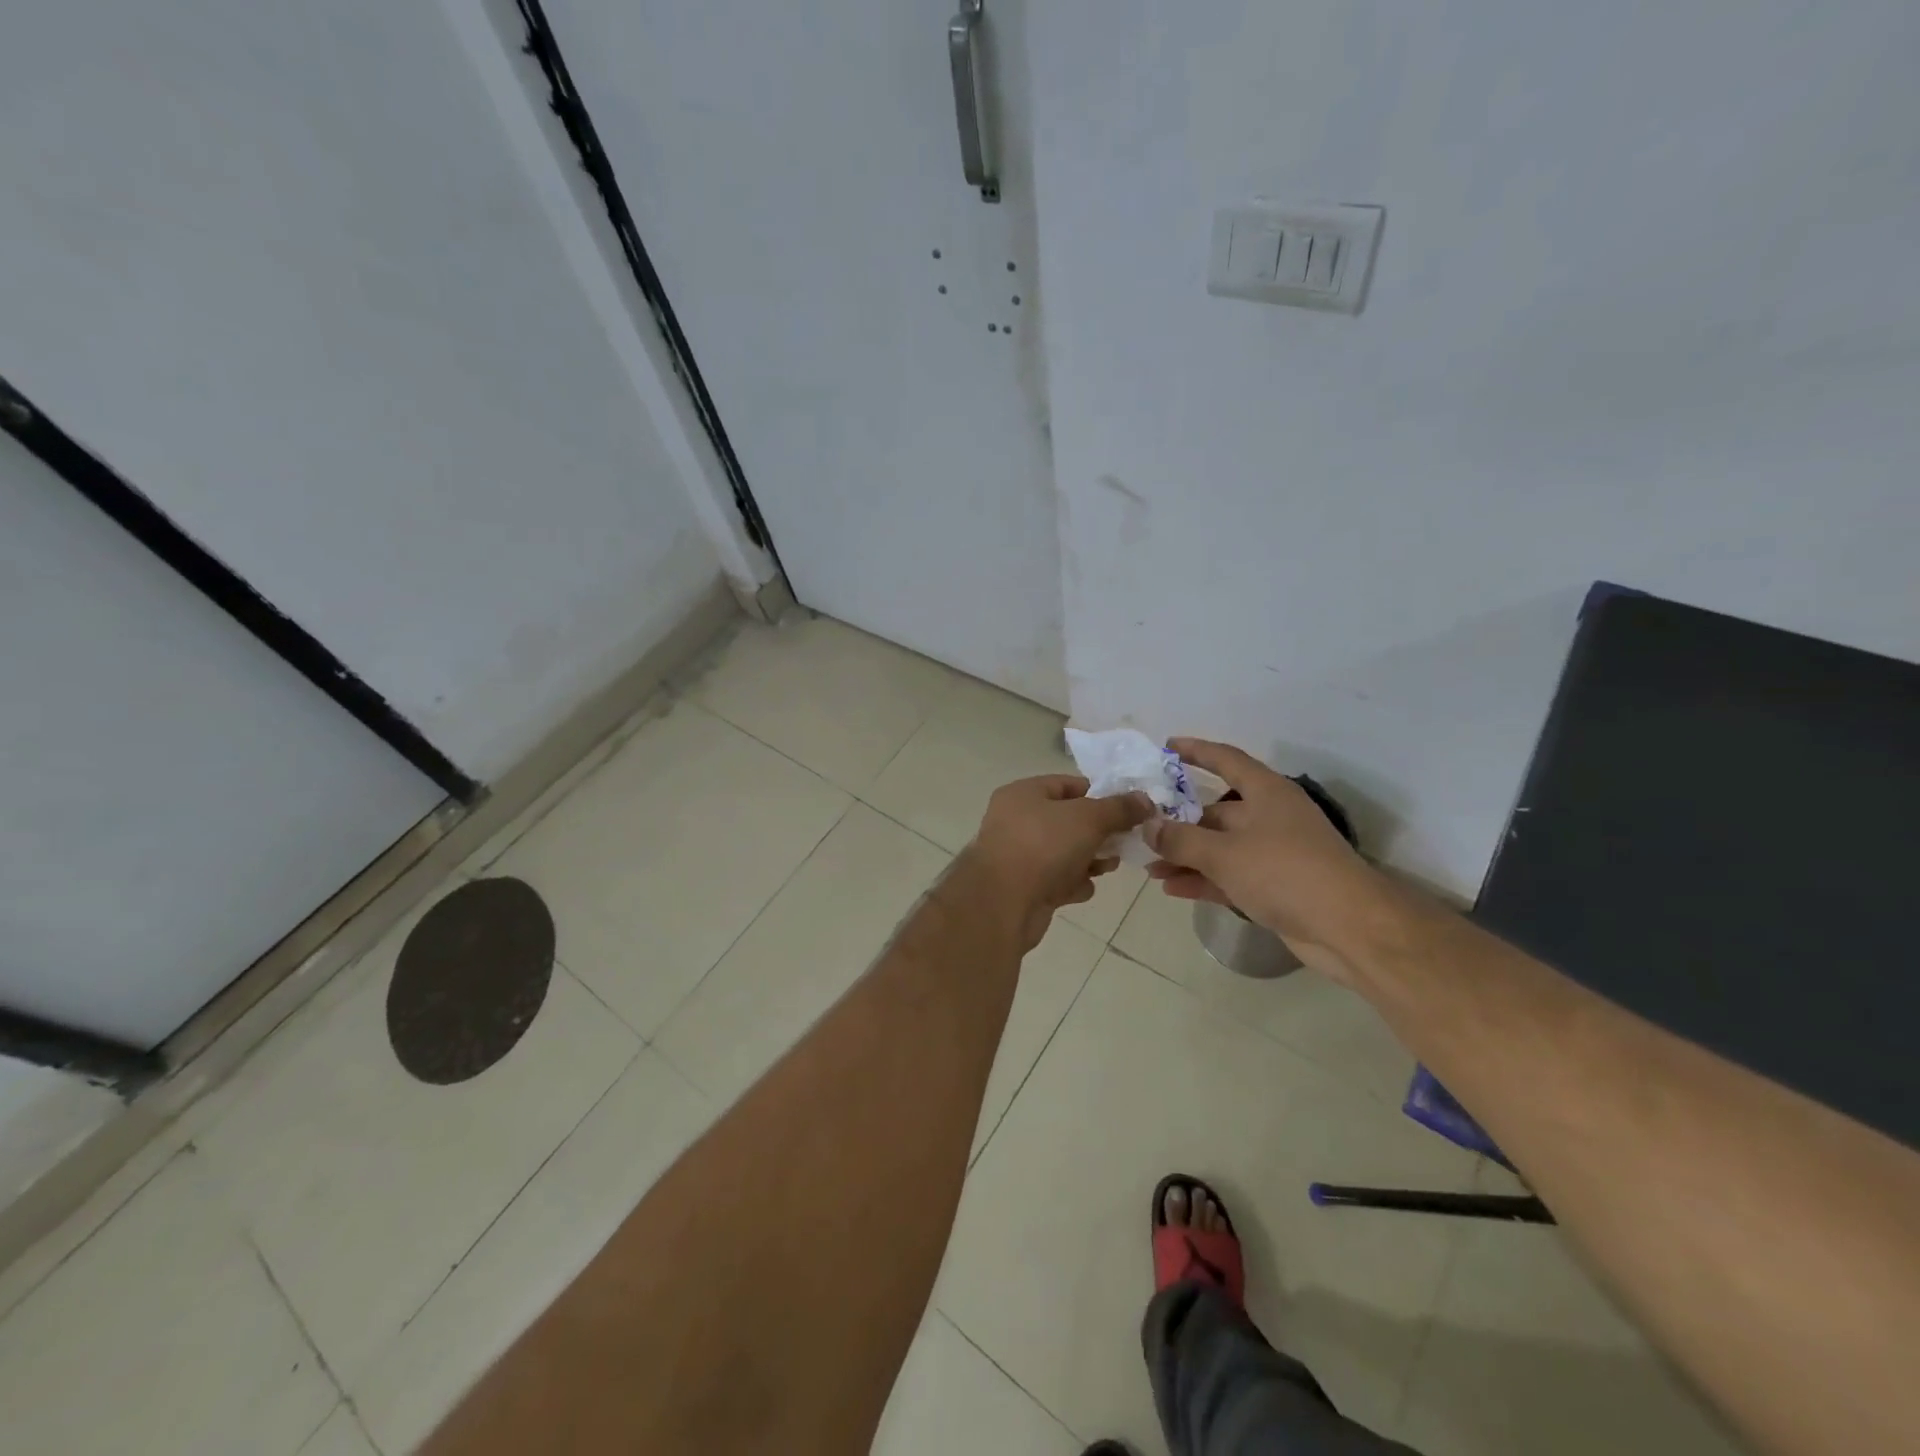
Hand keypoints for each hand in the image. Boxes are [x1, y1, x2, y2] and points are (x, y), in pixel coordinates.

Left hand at [964, 775, 1152, 950]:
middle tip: (1124, 841)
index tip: (1128, 809)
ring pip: (1065, 852)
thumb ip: (1119, 808)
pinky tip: (1082, 889)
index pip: (1068, 785)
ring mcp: (1019, 856)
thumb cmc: (1043, 846)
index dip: (1100, 794)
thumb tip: (1145, 799)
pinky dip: (1072, 883)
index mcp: (1023, 794)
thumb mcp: (1088, 818)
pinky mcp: (1024, 888)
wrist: (1002, 904)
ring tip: (1109, 866)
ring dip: (1089, 860)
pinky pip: (1057, 880)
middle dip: (1099, 832)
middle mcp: (1016, 821)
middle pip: (1068, 821)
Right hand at [1142, 739, 1387, 979]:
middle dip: (1179, 820)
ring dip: (1185, 855)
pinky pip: (1228, 876)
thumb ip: (1180, 838)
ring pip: (1219, 847)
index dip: (1196, 751)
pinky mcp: (1274, 886)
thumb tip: (1148, 826)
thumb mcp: (1223, 852)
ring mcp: (1273, 853)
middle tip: (1142, 825)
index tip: (1166, 746)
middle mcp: (1270, 816)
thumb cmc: (1284, 872)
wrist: (1347, 929)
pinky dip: (1202, 879)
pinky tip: (1171, 889)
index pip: (1226, 760)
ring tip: (1148, 866)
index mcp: (1266, 792)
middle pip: (1216, 809)